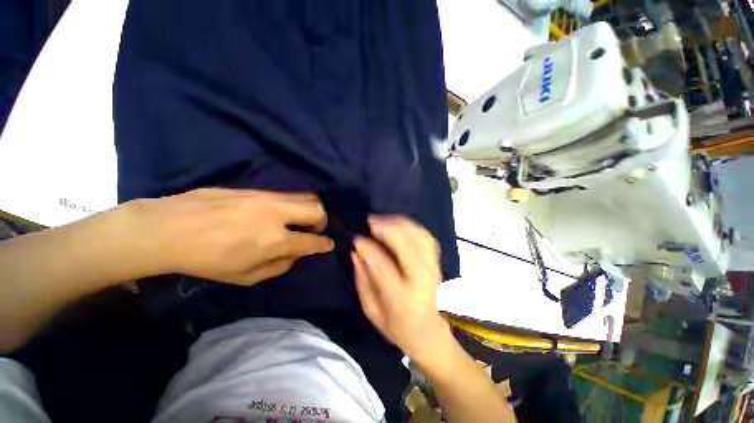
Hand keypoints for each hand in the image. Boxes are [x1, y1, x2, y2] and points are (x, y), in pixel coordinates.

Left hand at [130, 188, 332, 284]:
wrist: (169, 228)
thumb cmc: (206, 260)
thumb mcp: (245, 277)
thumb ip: (278, 267)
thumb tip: (294, 255)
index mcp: (276, 240)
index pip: (313, 241)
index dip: (324, 244)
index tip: (328, 245)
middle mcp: (278, 214)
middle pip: (317, 210)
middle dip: (322, 221)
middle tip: (312, 230)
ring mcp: (267, 197)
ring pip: (305, 197)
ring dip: (309, 210)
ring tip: (297, 220)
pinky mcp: (255, 189)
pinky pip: (286, 194)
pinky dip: (292, 204)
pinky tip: (278, 212)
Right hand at [352, 216, 449, 360]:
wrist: (427, 331)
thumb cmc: (395, 326)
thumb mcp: (371, 310)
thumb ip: (362, 280)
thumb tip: (356, 252)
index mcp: (401, 297)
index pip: (383, 265)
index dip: (368, 248)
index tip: (356, 239)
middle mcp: (421, 279)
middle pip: (406, 245)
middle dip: (386, 228)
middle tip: (370, 222)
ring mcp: (432, 268)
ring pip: (419, 236)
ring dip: (399, 223)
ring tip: (382, 220)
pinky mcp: (437, 262)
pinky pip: (427, 237)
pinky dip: (412, 226)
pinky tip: (399, 225)